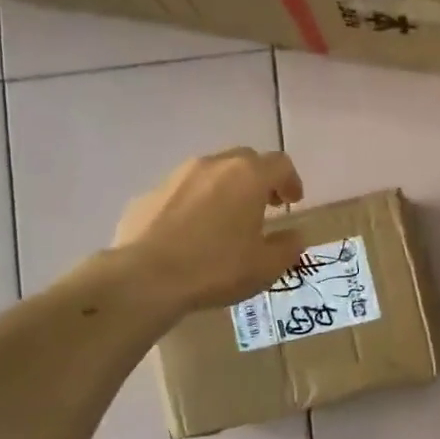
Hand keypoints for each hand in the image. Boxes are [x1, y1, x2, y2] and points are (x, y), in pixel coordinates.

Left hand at [114, 149, 305, 310]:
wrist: (145, 278)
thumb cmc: (216, 268)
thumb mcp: (266, 266)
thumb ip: (288, 247)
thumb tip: (294, 236)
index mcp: (247, 177)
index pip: (280, 164)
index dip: (291, 181)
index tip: (293, 202)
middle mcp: (213, 165)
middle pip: (244, 160)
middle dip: (259, 180)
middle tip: (264, 206)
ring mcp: (176, 176)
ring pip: (210, 172)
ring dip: (225, 189)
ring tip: (227, 220)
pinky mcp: (148, 194)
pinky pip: (182, 192)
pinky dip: (195, 204)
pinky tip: (192, 233)